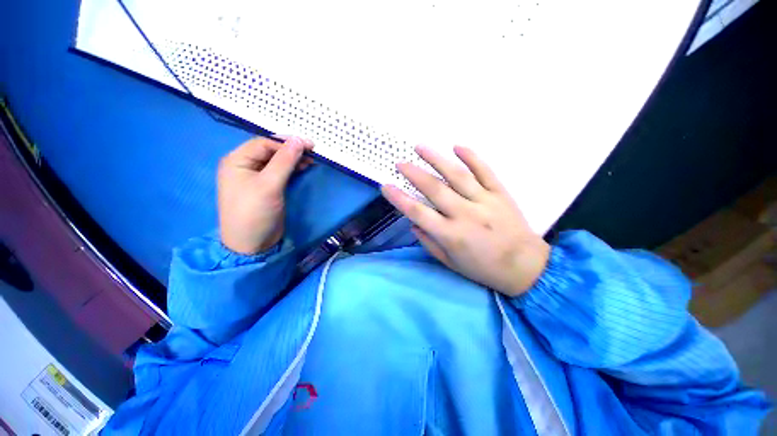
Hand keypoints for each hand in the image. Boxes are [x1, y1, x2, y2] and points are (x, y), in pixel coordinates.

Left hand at [218, 137, 312, 253]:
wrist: (252, 244)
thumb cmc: (255, 212)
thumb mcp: (269, 184)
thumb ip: (284, 161)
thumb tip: (299, 140)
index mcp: (237, 160)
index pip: (264, 143)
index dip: (286, 142)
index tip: (310, 146)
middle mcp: (244, 166)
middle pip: (270, 151)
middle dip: (291, 150)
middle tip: (312, 153)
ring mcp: (255, 177)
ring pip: (276, 161)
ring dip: (293, 159)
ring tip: (311, 161)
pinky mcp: (266, 187)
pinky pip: (279, 172)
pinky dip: (292, 169)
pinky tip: (303, 168)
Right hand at [381, 146, 549, 296]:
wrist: (525, 267)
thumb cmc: (483, 268)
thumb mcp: (450, 263)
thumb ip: (429, 242)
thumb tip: (414, 223)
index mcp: (451, 234)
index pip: (418, 212)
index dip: (399, 199)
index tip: (385, 186)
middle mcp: (465, 214)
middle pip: (434, 189)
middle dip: (414, 174)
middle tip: (400, 163)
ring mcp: (484, 201)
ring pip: (457, 175)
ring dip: (437, 159)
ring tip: (421, 147)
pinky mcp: (500, 193)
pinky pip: (485, 171)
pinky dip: (472, 157)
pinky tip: (457, 146)